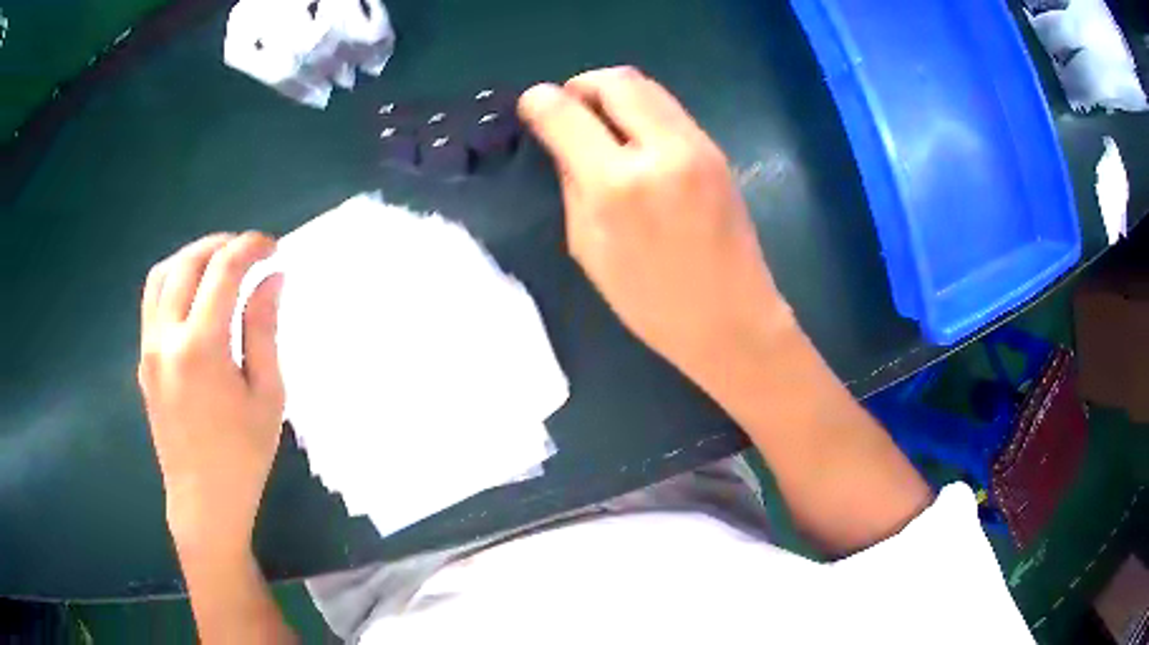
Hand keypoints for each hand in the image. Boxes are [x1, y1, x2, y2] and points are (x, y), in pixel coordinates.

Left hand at [138, 232, 284, 555]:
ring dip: (191, 257)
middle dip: (221, 244)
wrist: (203, 502)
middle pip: (188, 262)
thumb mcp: (267, 395)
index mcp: (201, 347)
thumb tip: (272, 278)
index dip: (250, 247)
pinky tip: (195, 297)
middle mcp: (167, 338)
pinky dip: (174, 281)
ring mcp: (149, 348)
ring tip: (218, 265)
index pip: (223, 270)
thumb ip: (264, 329)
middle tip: (248, 251)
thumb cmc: (244, 456)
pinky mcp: (144, 360)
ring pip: (162, 275)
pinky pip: (153, 302)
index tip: (273, 246)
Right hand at [518, 67, 792, 378]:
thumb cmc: (652, 303)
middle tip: (569, 110)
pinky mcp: (716, 150)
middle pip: (615, 80)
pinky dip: (641, 111)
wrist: (732, 319)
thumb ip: (572, 185)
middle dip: (582, 85)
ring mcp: (696, 145)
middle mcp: (659, 150)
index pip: (565, 113)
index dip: (539, 102)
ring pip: (647, 86)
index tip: (531, 107)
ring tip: (600, 123)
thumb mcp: (590, 250)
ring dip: (613, 94)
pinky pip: (669, 109)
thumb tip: (563, 143)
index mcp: (617, 185)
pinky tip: (634, 140)